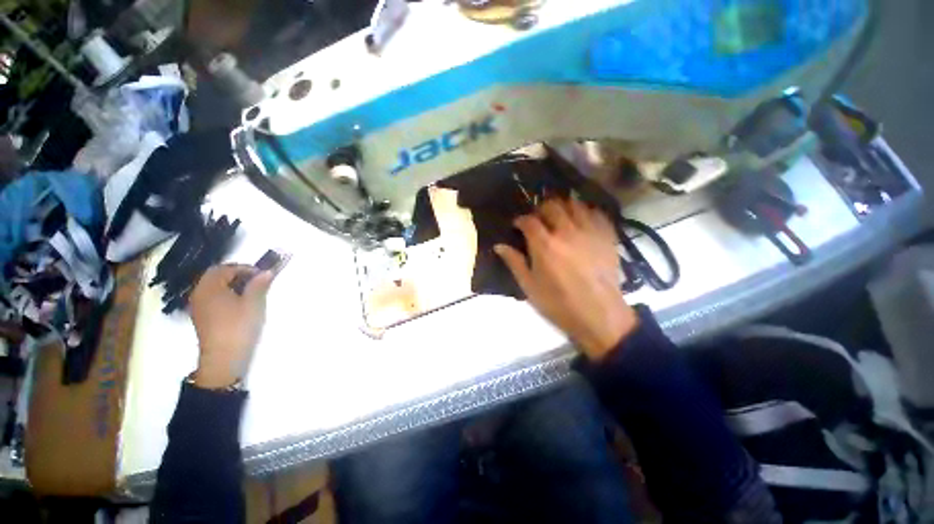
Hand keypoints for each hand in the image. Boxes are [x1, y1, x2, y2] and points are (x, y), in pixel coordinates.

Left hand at [189, 264, 274, 387]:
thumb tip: (267, 272)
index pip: (224, 268)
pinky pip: (212, 298)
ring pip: (214, 287)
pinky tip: (239, 304)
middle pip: (216, 276)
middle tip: (256, 281)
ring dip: (231, 285)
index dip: (244, 268)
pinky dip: (225, 295)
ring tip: (250, 293)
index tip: (261, 275)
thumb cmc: (238, 326)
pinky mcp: (201, 317)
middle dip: (236, 275)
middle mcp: (199, 294)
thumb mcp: (253, 303)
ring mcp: (198, 306)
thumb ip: (259, 284)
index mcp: (209, 287)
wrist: (224, 357)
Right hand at [495, 199, 638, 360]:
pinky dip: (586, 212)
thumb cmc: (559, 303)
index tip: (518, 225)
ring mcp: (589, 232)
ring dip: (563, 207)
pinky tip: (581, 221)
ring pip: (574, 204)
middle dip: (541, 210)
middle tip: (538, 221)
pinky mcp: (607, 236)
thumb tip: (499, 246)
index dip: (521, 220)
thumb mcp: (529, 286)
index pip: (529, 220)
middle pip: (552, 206)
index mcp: (545, 245)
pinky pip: (596, 213)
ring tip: (559, 217)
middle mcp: (567, 232)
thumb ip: (514, 262)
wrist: (599, 315)